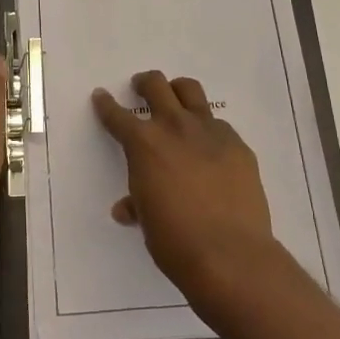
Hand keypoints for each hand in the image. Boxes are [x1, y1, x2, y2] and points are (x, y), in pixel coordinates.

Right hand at [91, 71, 283, 302]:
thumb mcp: (147, 220)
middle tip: (141, 87)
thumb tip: (127, 208)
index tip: (101, 96)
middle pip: (156, 85)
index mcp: (144, 144)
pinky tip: (209, 147)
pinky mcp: (237, 144)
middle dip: (144, 83)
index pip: (117, 115)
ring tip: (176, 100)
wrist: (230, 254)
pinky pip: (218, 124)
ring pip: (190, 91)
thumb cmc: (175, 241)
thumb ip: (137, 203)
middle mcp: (175, 127)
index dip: (106, 105)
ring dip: (178, 91)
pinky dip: (208, 128)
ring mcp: (210, 132)